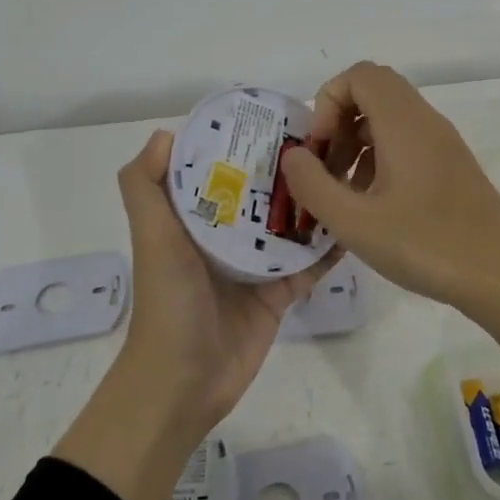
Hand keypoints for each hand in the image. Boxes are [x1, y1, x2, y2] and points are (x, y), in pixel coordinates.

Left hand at [53, 129, 336, 499]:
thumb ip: (144, 186)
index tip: (274, 117)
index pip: (218, 170)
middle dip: (286, 170)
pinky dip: (328, 248)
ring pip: (289, 226)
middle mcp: (223, 237)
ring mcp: (254, 266)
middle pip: (260, 195)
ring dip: (312, 203)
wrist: (183, 381)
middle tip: (326, 139)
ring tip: (347, 170)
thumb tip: (166, 133)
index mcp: (193, 219)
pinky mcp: (279, 294)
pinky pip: (309, 265)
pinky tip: (355, 222)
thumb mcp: (151, 236)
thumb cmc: (168, 300)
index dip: (240, 144)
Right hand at [280, 62, 499, 413]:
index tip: (318, 149)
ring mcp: (443, 144)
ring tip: (344, 193)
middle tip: (326, 169)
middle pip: (373, 93)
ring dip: (357, 143)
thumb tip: (292, 156)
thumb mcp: (355, 222)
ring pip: (389, 119)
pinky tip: (374, 206)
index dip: (327, 102)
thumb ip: (313, 185)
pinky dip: (380, 159)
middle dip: (338, 122)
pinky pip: (407, 143)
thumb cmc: (427, 244)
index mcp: (403, 122)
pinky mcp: (452, 167)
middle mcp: (425, 121)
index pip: (359, 75)